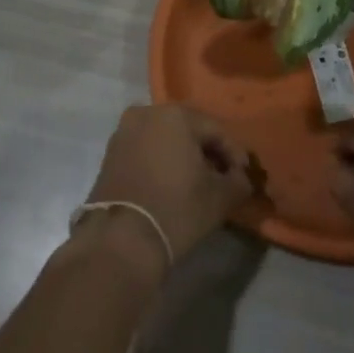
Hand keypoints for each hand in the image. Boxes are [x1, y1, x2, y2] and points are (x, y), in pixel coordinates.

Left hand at [83, 105, 253, 270]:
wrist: (121, 239)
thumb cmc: (176, 209)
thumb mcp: (220, 198)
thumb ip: (238, 181)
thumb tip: (240, 178)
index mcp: (175, 115)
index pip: (216, 130)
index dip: (234, 154)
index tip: (243, 177)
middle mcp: (146, 113)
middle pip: (188, 130)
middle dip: (207, 152)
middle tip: (222, 177)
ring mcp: (124, 132)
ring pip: (165, 139)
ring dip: (183, 156)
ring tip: (198, 183)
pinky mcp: (110, 153)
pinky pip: (145, 150)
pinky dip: (161, 162)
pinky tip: (171, 185)